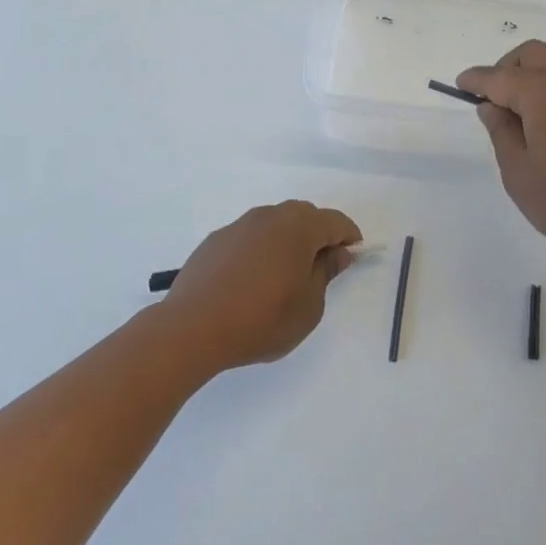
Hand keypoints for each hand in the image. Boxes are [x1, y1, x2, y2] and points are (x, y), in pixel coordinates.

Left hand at [157, 201, 361, 373]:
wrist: (192, 328)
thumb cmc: (262, 320)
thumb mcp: (309, 306)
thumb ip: (326, 273)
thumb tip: (336, 253)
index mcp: (298, 227)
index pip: (335, 221)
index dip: (348, 237)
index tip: (353, 256)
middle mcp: (268, 216)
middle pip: (304, 216)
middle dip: (318, 236)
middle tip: (322, 267)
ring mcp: (238, 226)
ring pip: (274, 225)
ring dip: (287, 241)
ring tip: (286, 276)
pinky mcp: (215, 240)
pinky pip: (249, 238)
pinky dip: (260, 250)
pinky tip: (253, 280)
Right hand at [458, 42, 545, 271]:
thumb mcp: (519, 173)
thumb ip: (501, 132)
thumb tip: (492, 106)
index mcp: (542, 91)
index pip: (498, 77)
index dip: (476, 80)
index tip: (460, 85)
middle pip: (530, 55)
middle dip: (506, 69)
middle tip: (493, 101)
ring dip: (532, 75)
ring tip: (521, 113)